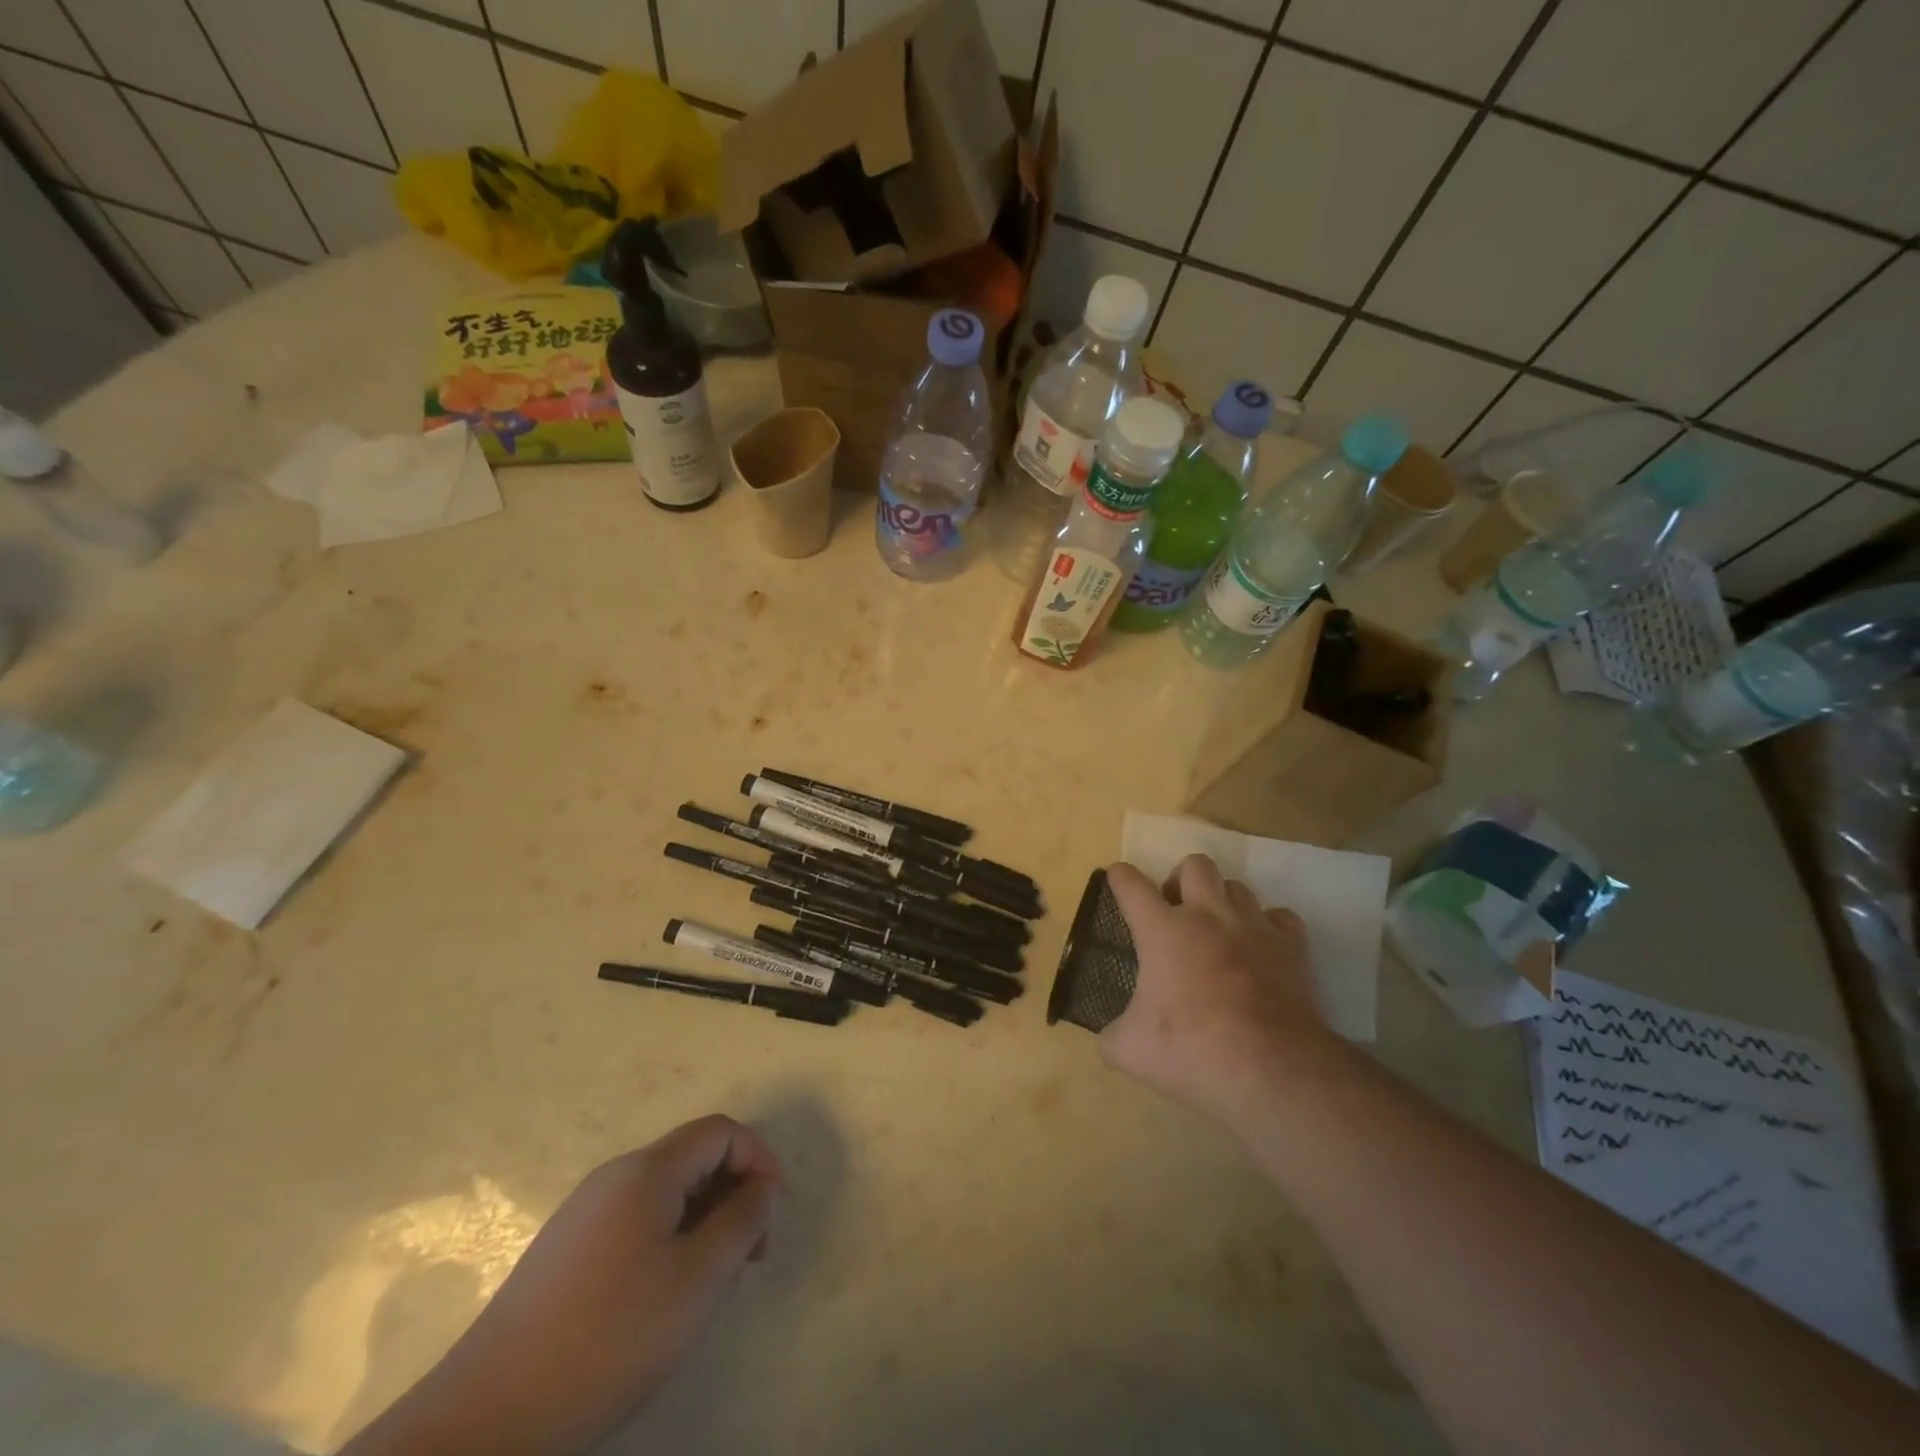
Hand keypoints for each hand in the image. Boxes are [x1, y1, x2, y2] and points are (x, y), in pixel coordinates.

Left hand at [346, 1115, 781, 1455]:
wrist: (487, 1419)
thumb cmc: (609, 1337)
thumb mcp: (697, 1279)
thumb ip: (742, 1221)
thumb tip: (764, 1187)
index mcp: (647, 1170)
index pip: (720, 1132)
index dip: (758, 1158)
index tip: (774, 1212)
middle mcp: (614, 1177)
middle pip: (692, 1159)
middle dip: (733, 1194)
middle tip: (749, 1256)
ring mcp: (584, 1213)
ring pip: (665, 1194)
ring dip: (703, 1221)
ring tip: (711, 1282)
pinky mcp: (564, 1252)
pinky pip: (635, 1222)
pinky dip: (668, 1240)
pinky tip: (662, 1297)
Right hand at [1101, 855, 1331, 1120]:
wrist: (1270, 1069)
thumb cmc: (1191, 1051)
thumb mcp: (1130, 1050)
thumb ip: (1113, 1035)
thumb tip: (1112, 1036)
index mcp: (1162, 930)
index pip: (1132, 884)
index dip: (1120, 877)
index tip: (1117, 877)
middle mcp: (1207, 915)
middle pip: (1195, 865)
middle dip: (1181, 879)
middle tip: (1175, 912)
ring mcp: (1253, 927)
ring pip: (1237, 886)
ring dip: (1223, 901)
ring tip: (1218, 931)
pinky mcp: (1291, 947)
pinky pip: (1280, 917)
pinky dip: (1268, 926)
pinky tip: (1260, 947)